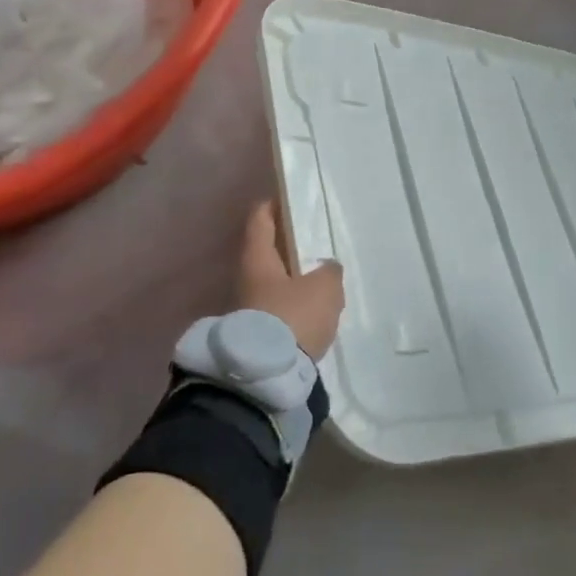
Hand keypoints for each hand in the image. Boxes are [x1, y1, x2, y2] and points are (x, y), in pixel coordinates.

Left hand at [238, 201, 344, 359]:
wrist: (265, 378)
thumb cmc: (292, 318)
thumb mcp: (324, 288)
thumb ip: (329, 271)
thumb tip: (326, 269)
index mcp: (257, 258)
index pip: (260, 219)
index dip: (274, 205)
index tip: (290, 198)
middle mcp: (246, 279)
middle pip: (268, 252)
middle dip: (290, 246)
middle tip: (318, 242)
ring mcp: (248, 309)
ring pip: (274, 283)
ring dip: (295, 279)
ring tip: (323, 280)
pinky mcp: (258, 335)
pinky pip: (279, 309)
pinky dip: (295, 306)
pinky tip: (315, 311)